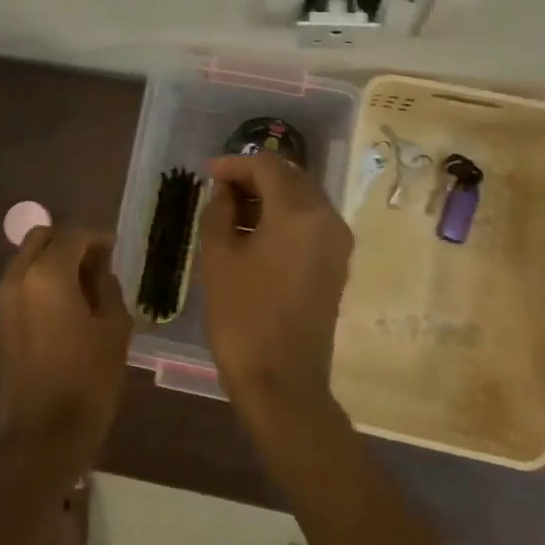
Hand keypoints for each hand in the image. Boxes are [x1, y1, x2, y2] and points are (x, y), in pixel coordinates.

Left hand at [0, 227, 132, 454]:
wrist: (47, 431)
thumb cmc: (89, 378)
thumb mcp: (114, 327)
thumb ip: (107, 287)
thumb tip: (100, 271)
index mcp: (47, 275)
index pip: (73, 236)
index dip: (98, 239)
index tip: (116, 251)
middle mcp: (18, 278)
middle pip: (41, 238)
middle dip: (70, 243)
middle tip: (97, 264)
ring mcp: (3, 300)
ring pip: (27, 259)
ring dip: (53, 262)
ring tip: (84, 286)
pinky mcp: (0, 321)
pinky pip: (21, 284)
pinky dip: (41, 281)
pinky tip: (66, 305)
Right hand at [199, 154, 352, 414]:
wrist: (282, 380)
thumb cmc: (242, 316)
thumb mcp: (218, 258)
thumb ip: (218, 211)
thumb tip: (225, 192)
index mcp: (299, 212)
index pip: (268, 166)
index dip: (235, 164)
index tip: (207, 173)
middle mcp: (327, 218)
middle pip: (291, 177)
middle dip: (254, 176)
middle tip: (218, 189)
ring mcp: (337, 243)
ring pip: (303, 199)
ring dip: (270, 196)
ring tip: (232, 210)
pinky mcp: (337, 265)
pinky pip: (310, 223)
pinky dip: (284, 217)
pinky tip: (255, 232)